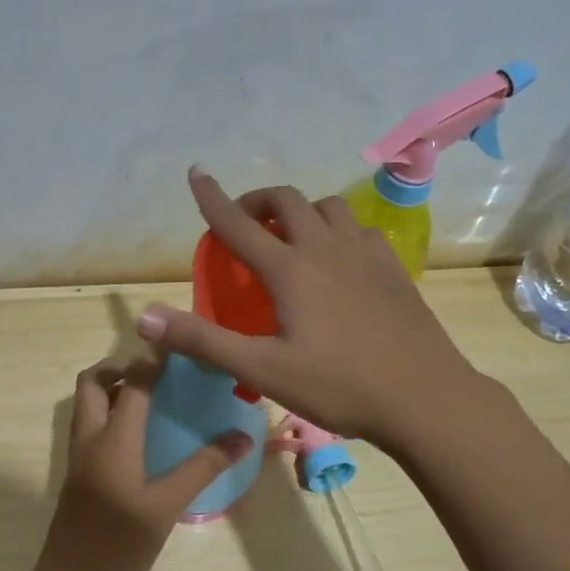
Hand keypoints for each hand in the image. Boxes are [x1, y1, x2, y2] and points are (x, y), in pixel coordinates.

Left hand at [34, 358, 255, 570]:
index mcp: (112, 440)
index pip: (133, 383)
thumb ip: (203, 468)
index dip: (153, 359)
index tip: (178, 345)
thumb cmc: (120, 544)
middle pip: (93, 382)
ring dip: (113, 389)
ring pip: (87, 403)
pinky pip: (90, 425)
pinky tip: (140, 434)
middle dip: (120, 366)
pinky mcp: (78, 473)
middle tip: (155, 374)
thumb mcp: (167, 506)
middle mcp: (89, 438)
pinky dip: (110, 413)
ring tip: (152, 398)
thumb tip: (242, 437)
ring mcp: (78, 455)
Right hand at [135, 168, 492, 450]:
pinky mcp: (393, 268)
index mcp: (290, 270)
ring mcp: (366, 254)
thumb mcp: (261, 370)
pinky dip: (337, 229)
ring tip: (291, 237)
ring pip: (329, 208)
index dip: (212, 198)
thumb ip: (203, 340)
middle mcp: (326, 248)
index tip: (197, 173)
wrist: (424, 397)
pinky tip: (338, 257)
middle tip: (244, 222)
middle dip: (259, 200)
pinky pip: (359, 229)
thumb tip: (145, 315)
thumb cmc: (338, 385)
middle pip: (288, 200)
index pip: (239, 224)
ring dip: (301, 211)